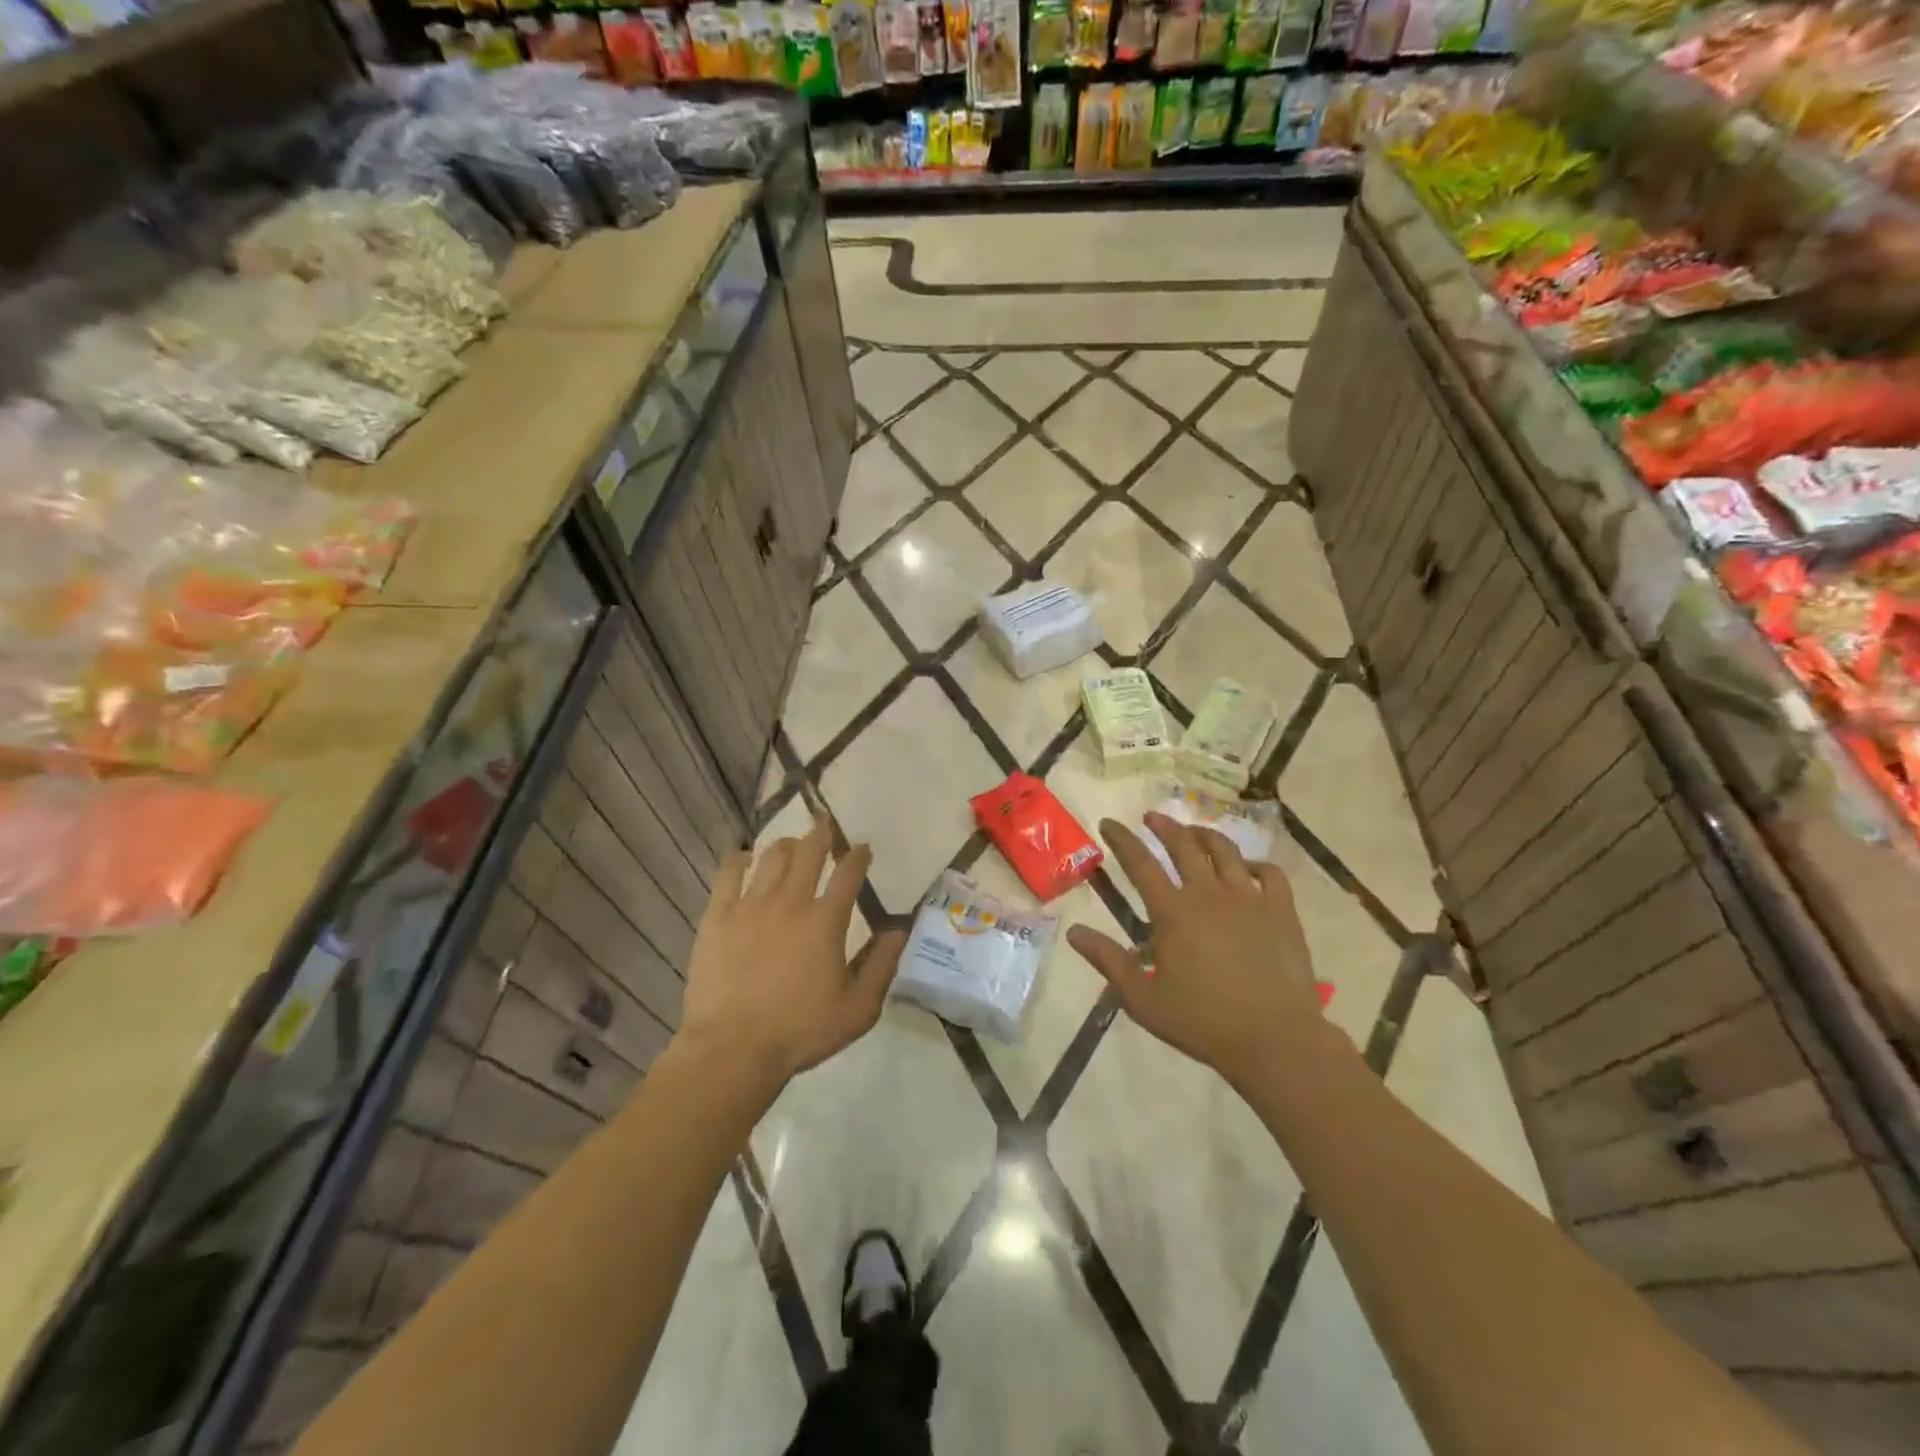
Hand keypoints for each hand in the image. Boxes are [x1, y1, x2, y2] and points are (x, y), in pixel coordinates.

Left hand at [679, 814, 905, 1085]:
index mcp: (825, 921)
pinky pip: (728, 874)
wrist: (732, 1049)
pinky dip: (739, 859)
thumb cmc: (800, 1031)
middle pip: (808, 851)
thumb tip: (899, 931)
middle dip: (822, 835)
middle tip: (826, 829)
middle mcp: (790, 902)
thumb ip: (881, 966)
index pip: (848, 873)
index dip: (858, 856)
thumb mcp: (857, 1009)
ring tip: (791, 845)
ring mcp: (750, 905)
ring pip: (771, 856)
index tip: (863, 849)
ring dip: (786, 845)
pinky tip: (743, 858)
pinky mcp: (717, 916)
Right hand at [1067, 813, 1328, 1087]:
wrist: (1274, 1039)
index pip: (1140, 863)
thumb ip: (1108, 961)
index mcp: (1173, 912)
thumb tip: (1074, 932)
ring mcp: (1249, 898)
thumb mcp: (1143, 999)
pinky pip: (1270, 874)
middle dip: (1164, 826)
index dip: (1122, 840)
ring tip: (1194, 832)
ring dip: (1205, 835)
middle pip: (1184, 845)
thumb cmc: (1203, 1021)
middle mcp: (1209, 893)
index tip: (1110, 823)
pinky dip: (1256, 864)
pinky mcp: (1281, 911)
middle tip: (1152, 817)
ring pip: (1225, 851)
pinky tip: (1248, 868)